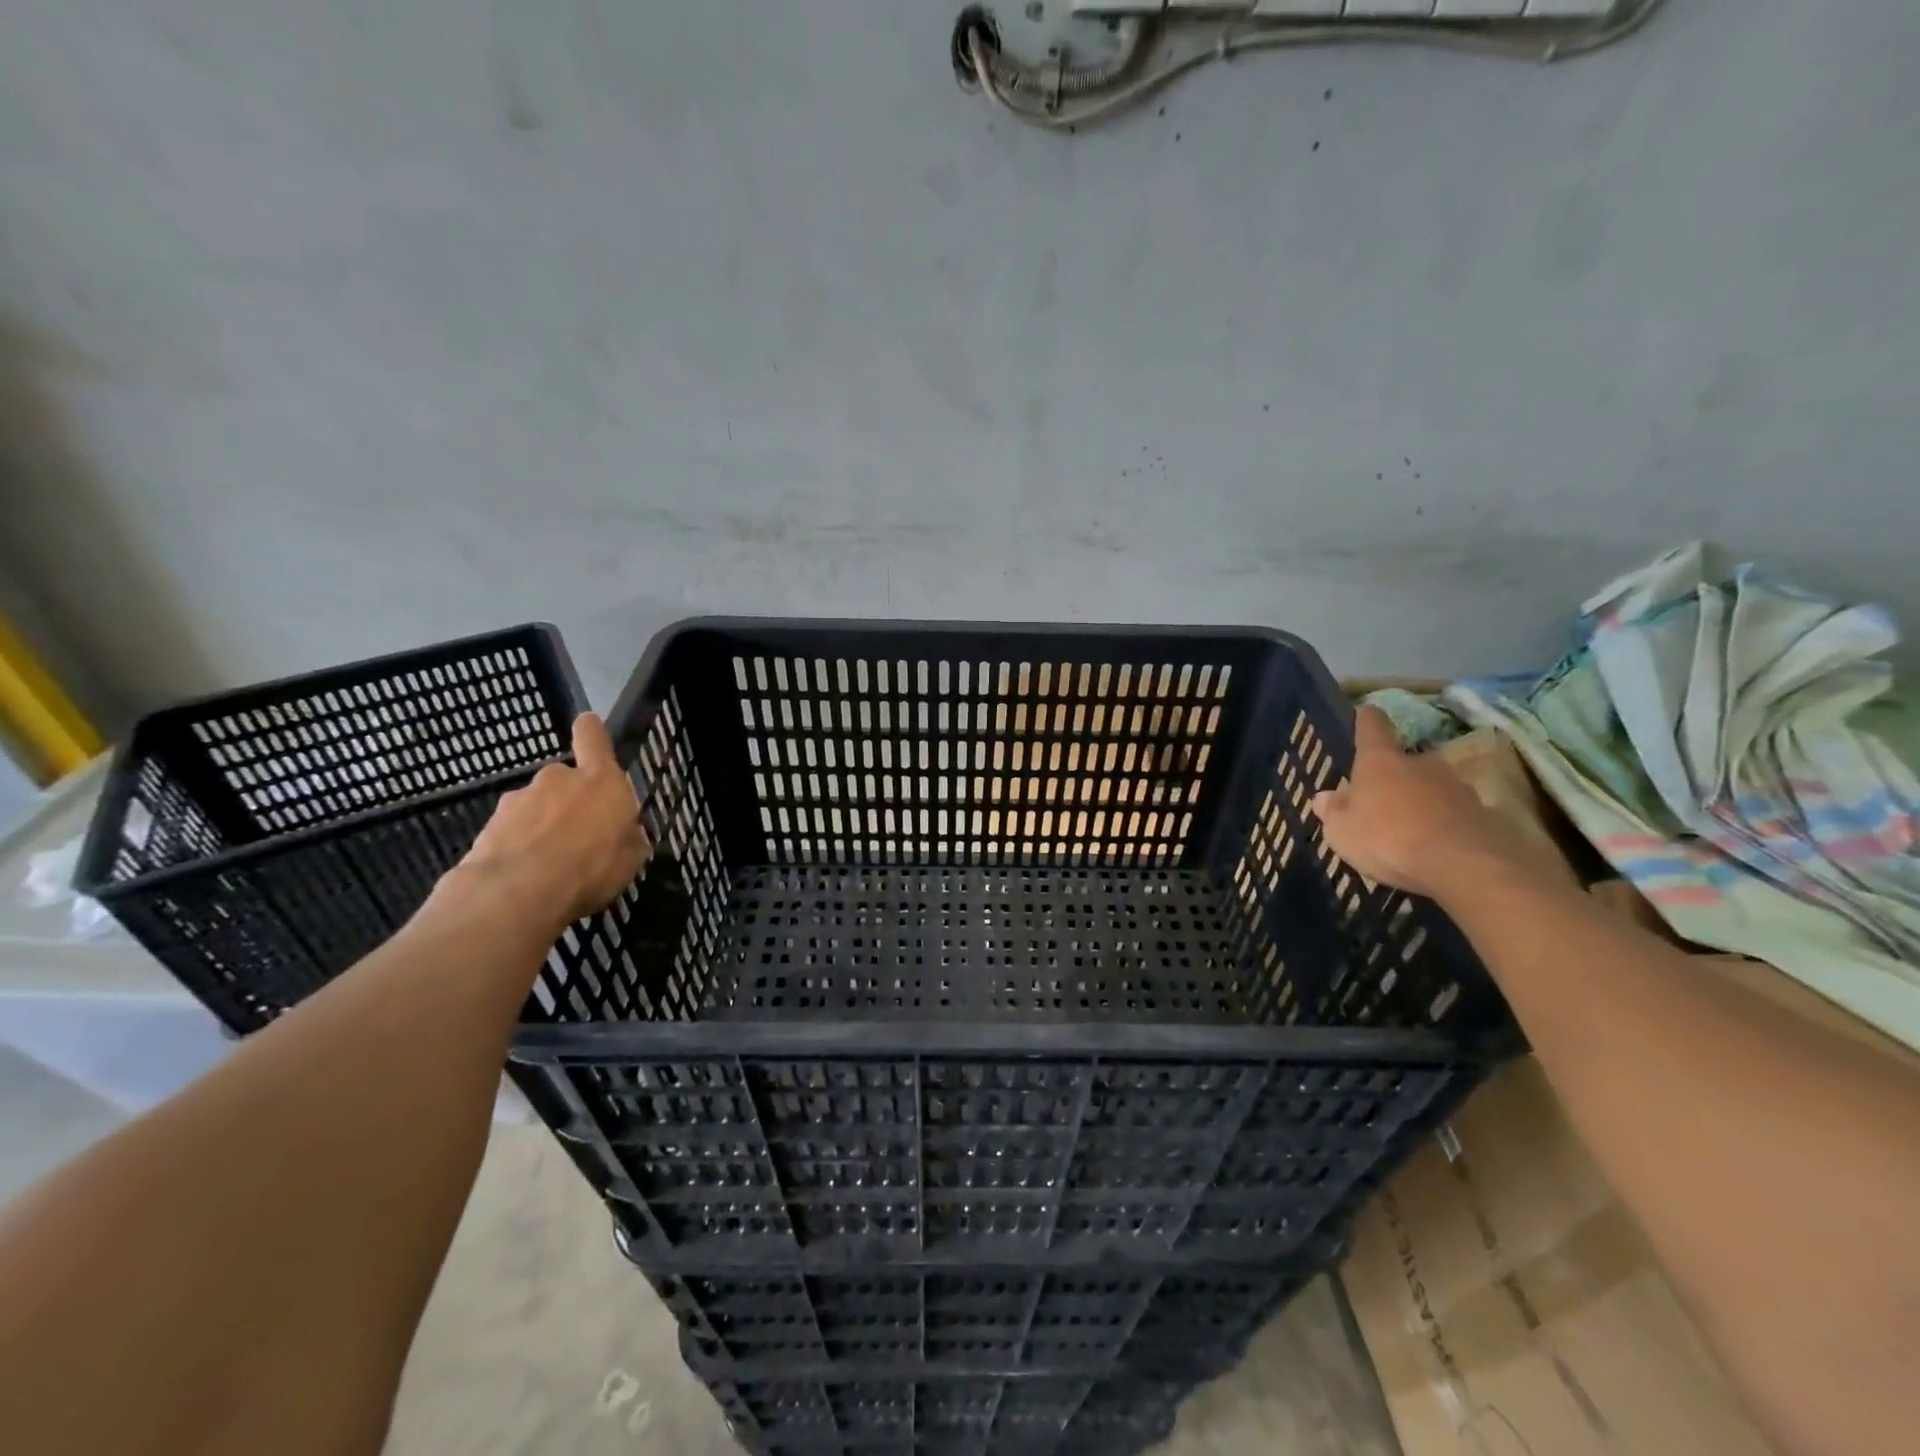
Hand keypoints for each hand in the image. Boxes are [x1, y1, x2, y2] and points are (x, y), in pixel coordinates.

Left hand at [456, 713, 650, 928]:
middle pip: (565, 780)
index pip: (592, 737)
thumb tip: (627, 833)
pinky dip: (520, 846)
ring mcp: (519, 800)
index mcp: (600, 781)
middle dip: (569, 802)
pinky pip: (513, 831)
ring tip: (550, 864)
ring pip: (537, 807)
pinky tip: (526, 876)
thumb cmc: (591, 868)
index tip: (588, 726)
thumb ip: (629, 838)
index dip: (591, 731)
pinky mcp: (489, 825)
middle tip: (579, 836)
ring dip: (543, 826)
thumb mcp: (631, 859)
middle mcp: (558, 779)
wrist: (516, 893)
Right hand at [1310, 705, 1526, 899]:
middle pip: (1405, 760)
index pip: (1372, 726)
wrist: (1464, 866)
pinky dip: (1444, 824)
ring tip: (1409, 828)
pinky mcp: (1483, 814)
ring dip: (1422, 800)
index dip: (1366, 720)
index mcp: (1380, 762)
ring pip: (1433, 787)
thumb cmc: (1388, 839)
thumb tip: (1325, 796)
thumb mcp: (1343, 832)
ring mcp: (1456, 787)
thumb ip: (1334, 812)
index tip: (1365, 713)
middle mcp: (1420, 764)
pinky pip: (1455, 814)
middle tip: (1382, 799)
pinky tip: (1436, 846)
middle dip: (1395, 776)